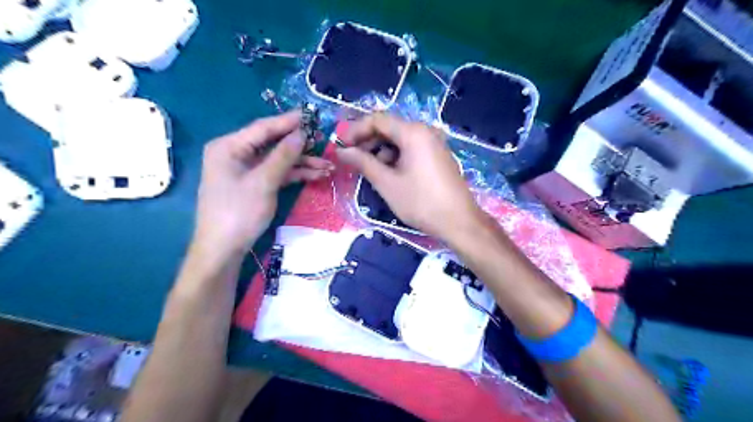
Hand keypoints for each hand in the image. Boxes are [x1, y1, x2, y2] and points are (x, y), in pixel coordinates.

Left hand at [193, 113, 331, 254]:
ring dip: (302, 164)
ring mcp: (246, 170)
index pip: (263, 128)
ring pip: (278, 160)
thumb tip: (302, 134)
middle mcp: (236, 154)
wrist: (223, 250)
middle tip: (324, 142)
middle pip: (273, 144)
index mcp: (229, 146)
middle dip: (300, 146)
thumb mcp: (263, 182)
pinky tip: (316, 176)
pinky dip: (295, 175)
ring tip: (328, 166)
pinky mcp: (255, 185)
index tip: (312, 115)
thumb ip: (283, 156)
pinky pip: (277, 174)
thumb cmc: (238, 212)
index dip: (289, 122)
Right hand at [337, 114, 481, 241]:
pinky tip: (390, 174)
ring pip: (400, 140)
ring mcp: (434, 144)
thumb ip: (362, 163)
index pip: (377, 120)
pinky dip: (396, 158)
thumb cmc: (421, 202)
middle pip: (389, 128)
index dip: (355, 130)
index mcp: (413, 132)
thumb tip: (341, 151)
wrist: (459, 222)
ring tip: (371, 171)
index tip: (341, 146)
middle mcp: (425, 131)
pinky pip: (411, 149)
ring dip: (381, 151)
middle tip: (352, 159)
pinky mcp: (437, 156)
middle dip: (368, 141)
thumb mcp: (387, 183)